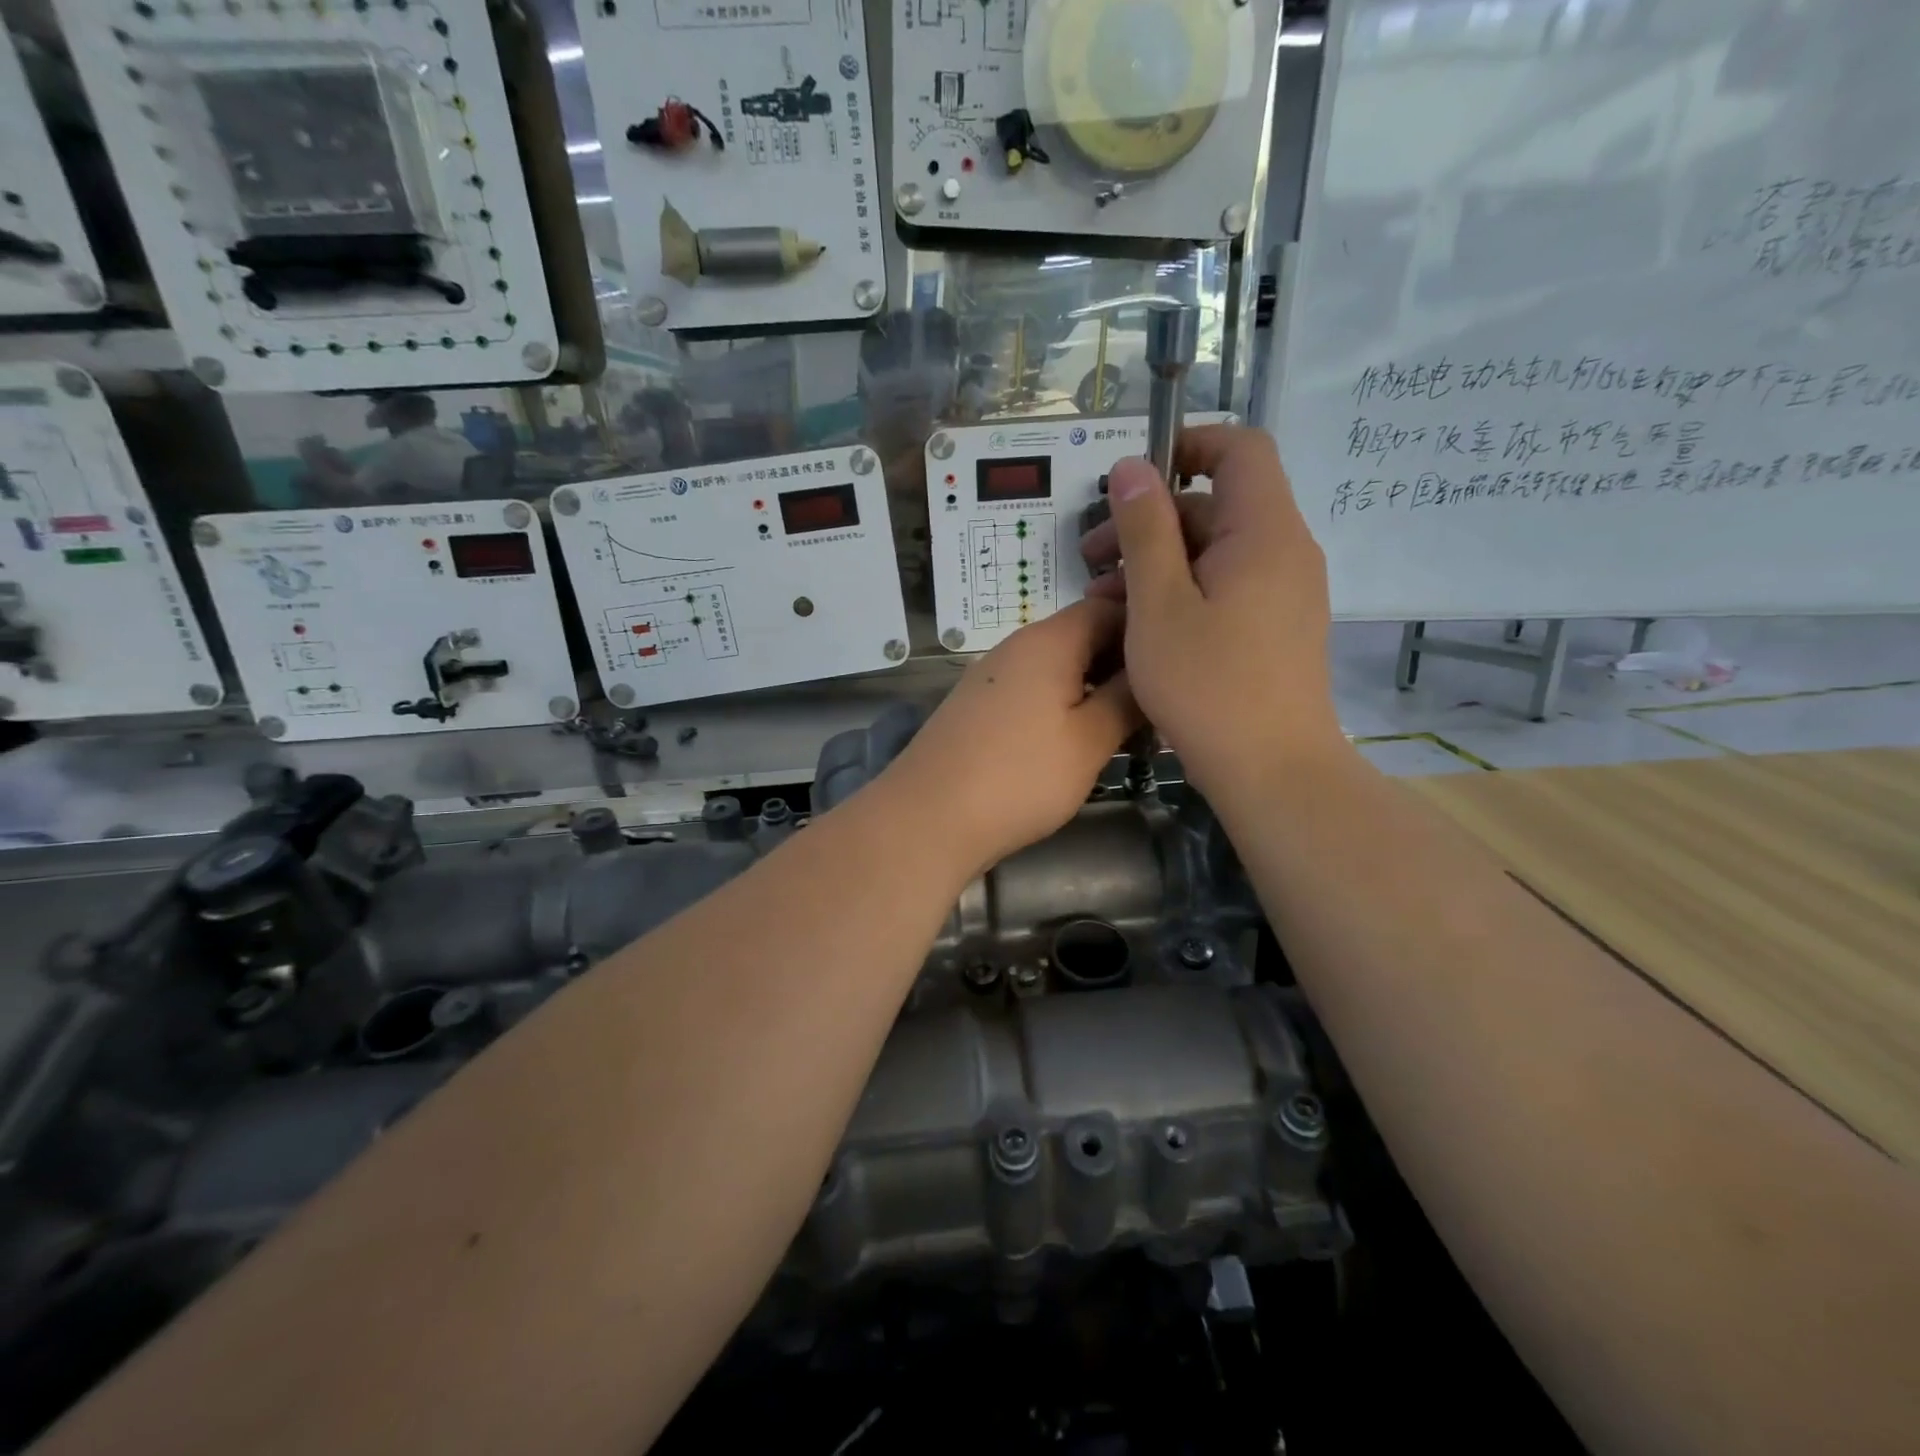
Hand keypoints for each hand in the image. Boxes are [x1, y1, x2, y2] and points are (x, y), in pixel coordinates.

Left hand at [883, 600, 1141, 875]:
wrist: (928, 817)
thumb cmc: (1020, 776)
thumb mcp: (1089, 740)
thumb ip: (1127, 699)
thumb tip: (1151, 671)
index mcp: (1048, 641)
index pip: (1108, 608)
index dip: (1146, 629)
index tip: (1177, 665)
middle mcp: (1017, 647)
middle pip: (1082, 637)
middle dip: (1124, 665)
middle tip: (1160, 704)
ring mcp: (993, 677)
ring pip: (1059, 668)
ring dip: (1095, 689)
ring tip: (1129, 728)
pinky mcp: (980, 708)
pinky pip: (1034, 692)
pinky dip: (1064, 707)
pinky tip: (1080, 742)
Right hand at [1079, 425, 1343, 794]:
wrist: (1273, 771)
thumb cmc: (1209, 686)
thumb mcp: (1159, 605)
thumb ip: (1145, 530)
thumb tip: (1132, 467)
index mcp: (1265, 533)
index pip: (1241, 449)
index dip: (1187, 444)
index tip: (1133, 478)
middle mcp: (1285, 552)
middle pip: (1217, 505)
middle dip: (1150, 521)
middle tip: (1090, 558)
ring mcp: (1285, 593)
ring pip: (1216, 551)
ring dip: (1158, 561)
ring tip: (1103, 600)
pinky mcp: (1276, 627)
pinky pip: (1227, 586)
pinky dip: (1183, 590)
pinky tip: (1140, 624)